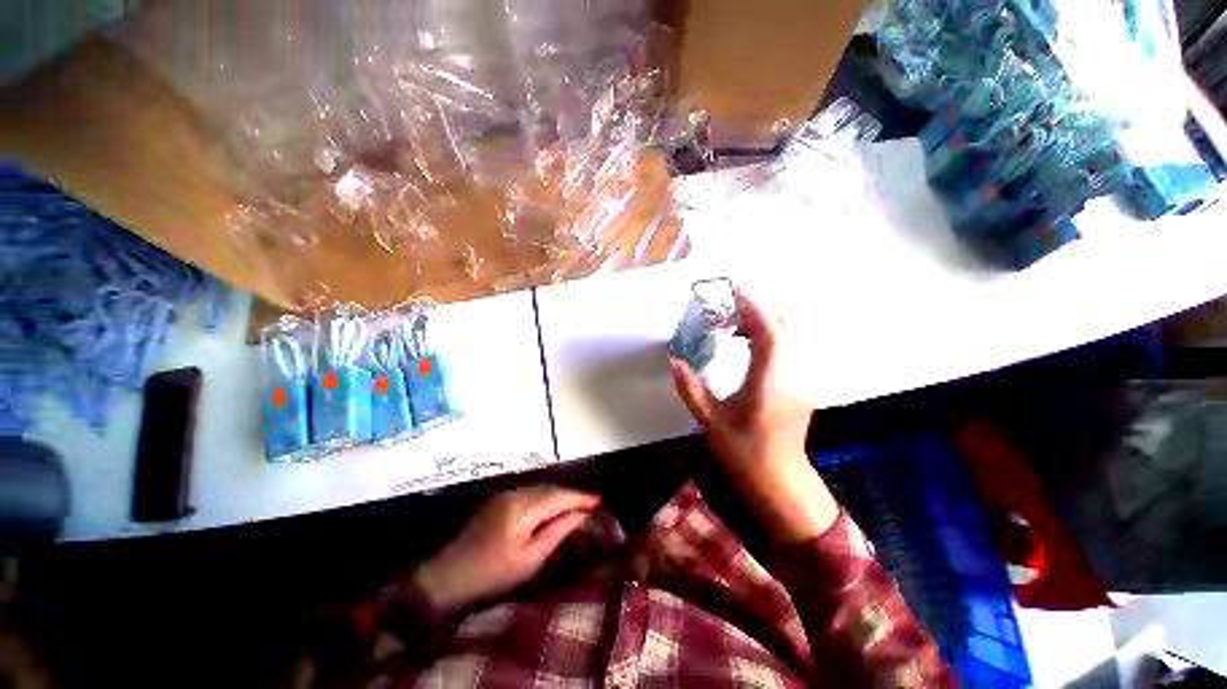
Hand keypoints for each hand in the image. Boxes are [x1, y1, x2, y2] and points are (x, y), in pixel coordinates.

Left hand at [415, 486, 599, 612]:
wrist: (448, 576)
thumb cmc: (491, 574)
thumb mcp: (530, 559)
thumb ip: (557, 532)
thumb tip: (580, 515)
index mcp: (523, 508)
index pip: (559, 496)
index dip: (580, 497)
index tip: (600, 500)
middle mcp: (515, 494)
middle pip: (551, 488)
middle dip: (571, 494)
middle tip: (591, 503)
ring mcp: (505, 495)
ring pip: (540, 488)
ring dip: (559, 495)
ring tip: (576, 504)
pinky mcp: (498, 500)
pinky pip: (529, 493)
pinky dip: (545, 497)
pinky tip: (552, 506)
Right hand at [670, 293, 838, 542]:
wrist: (778, 479)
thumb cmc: (743, 452)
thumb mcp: (711, 420)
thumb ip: (691, 389)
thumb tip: (675, 362)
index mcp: (768, 384)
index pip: (769, 334)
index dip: (754, 308)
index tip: (735, 292)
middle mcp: (792, 377)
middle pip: (783, 329)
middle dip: (756, 315)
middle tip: (726, 318)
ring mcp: (803, 381)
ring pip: (788, 338)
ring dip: (762, 327)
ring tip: (733, 333)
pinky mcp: (803, 385)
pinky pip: (789, 350)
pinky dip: (769, 340)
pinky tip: (748, 350)